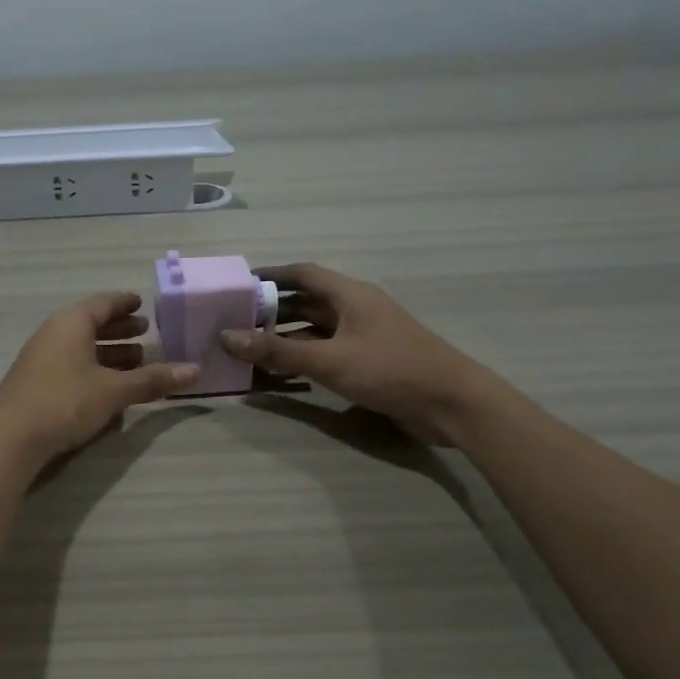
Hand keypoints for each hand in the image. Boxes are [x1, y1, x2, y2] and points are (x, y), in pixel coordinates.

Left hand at [0, 292, 198, 465]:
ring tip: (135, 362)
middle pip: (91, 324)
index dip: (124, 303)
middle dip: (119, 330)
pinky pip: (71, 364)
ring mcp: (40, 358)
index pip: (103, 303)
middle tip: (145, 333)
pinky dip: (93, 368)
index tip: (142, 303)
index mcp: (71, 323)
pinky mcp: (35, 382)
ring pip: (81, 347)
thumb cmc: (65, 401)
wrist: (10, 438)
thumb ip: (153, 380)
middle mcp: (53, 333)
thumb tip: (195, 370)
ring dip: (108, 352)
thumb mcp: (114, 390)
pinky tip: (109, 387)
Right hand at [218, 263, 498, 443]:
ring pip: (316, 329)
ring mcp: (364, 336)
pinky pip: (327, 352)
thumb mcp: (329, 360)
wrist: (452, 404)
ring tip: (249, 347)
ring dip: (286, 337)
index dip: (271, 275)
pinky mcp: (370, 362)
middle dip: (272, 310)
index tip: (239, 284)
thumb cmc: (390, 370)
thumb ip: (278, 350)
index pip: (303, 274)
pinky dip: (303, 357)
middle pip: (307, 302)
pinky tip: (281, 372)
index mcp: (350, 295)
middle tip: (235, 321)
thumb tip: (227, 337)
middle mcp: (356, 309)